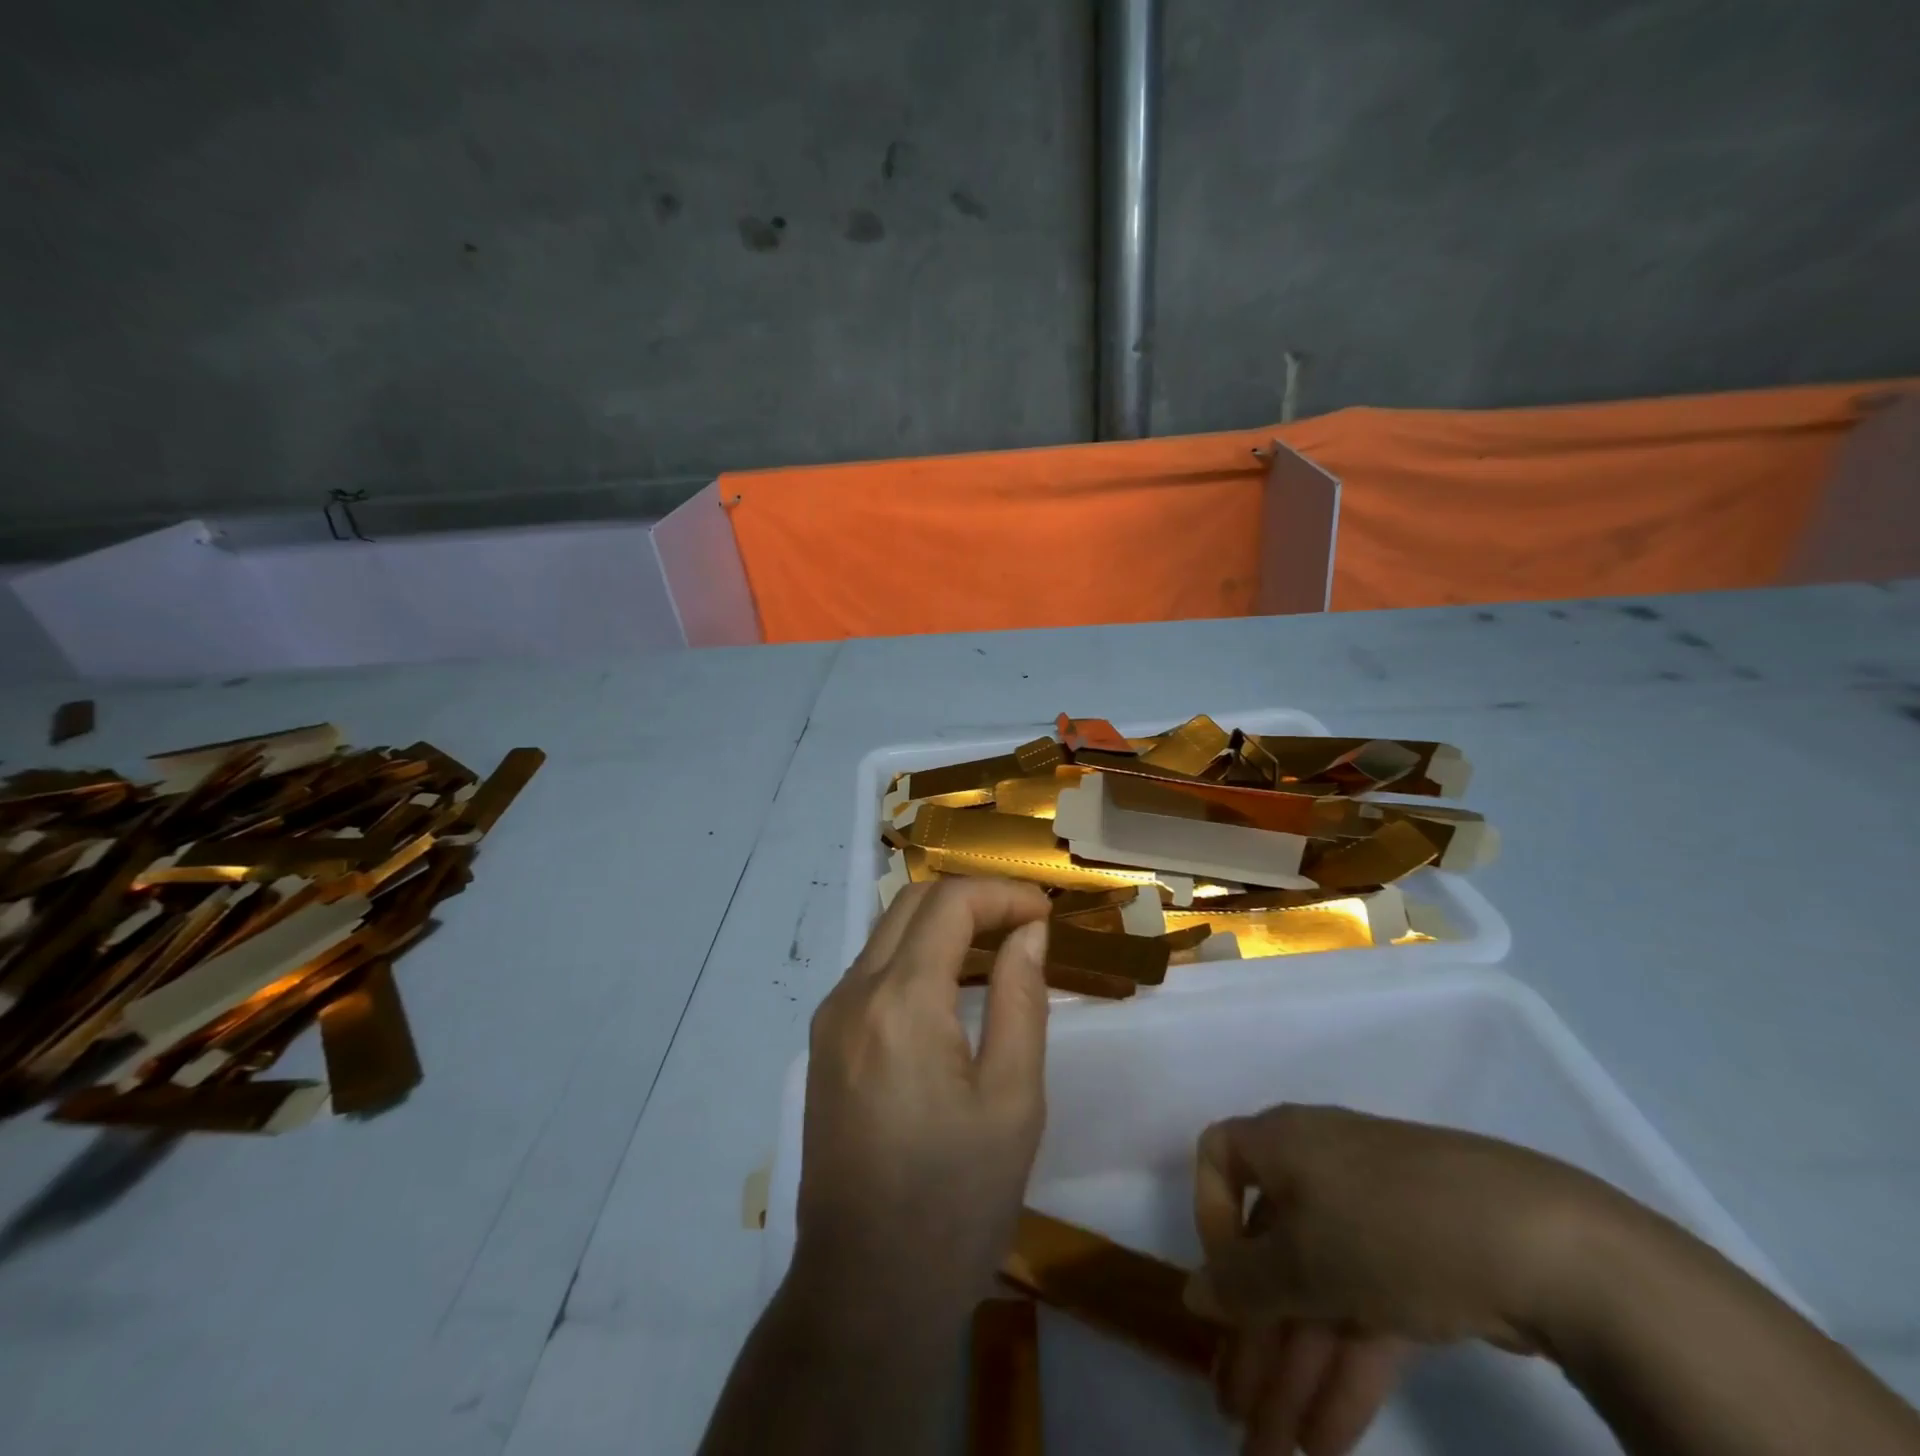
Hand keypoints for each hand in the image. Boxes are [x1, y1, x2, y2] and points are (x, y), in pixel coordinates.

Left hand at [793, 877, 1052, 1316]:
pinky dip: (916, 956)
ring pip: (887, 933)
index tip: (1045, 916)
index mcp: (900, 1003)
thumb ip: (1020, 1000)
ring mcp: (829, 1018)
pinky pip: (872, 970)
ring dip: (943, 924)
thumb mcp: (1013, 1101)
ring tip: (997, 949)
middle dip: (972, 898)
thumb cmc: (955, 1203)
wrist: (865, 1292)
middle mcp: (852, 994)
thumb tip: (1028, 934)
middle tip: (1024, 925)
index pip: (949, 903)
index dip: (1002, 894)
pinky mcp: (824, 1044)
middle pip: (911, 903)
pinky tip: (951, 989)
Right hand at [1189, 1105, 1614, 1454]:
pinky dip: (1344, 1372)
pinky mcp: (1420, 1267)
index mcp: (1282, 1143)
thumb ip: (1241, 1283)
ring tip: (1278, 1453)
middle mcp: (1319, 1170)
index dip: (1209, 1218)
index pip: (1220, 1159)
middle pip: (1270, 1251)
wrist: (1542, 1244)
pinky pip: (1362, 1312)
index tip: (1222, 1285)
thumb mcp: (1303, 1261)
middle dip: (1252, 1336)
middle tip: (1236, 1414)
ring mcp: (1373, 1219)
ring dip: (1294, 1370)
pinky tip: (1328, 1441)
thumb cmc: (1387, 1227)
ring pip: (1316, 1292)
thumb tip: (1193, 1292)